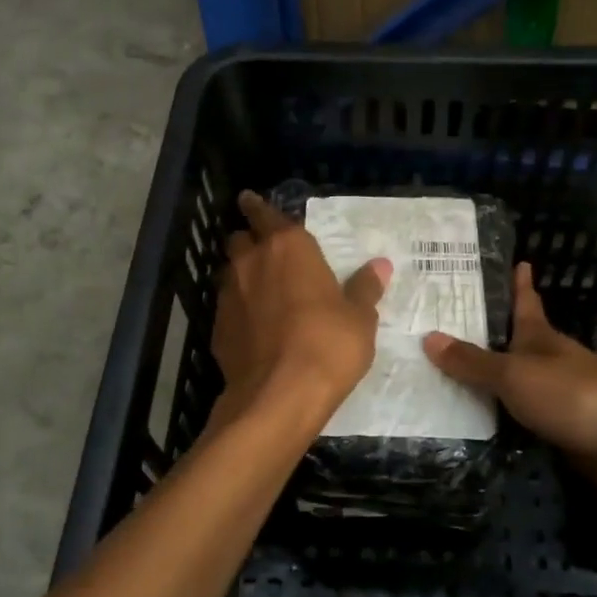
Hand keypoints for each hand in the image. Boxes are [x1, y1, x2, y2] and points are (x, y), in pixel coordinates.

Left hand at [210, 191, 391, 427]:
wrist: (278, 395)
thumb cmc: (328, 345)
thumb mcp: (360, 318)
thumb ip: (365, 288)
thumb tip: (380, 266)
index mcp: (288, 247)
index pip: (265, 213)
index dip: (258, 207)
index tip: (250, 200)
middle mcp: (252, 262)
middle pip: (240, 239)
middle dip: (250, 241)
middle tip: (266, 252)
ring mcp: (228, 295)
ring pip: (230, 273)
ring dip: (242, 276)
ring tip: (261, 291)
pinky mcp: (216, 328)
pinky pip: (226, 308)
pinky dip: (238, 310)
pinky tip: (253, 328)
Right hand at [423, 264, 596, 512]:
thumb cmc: (573, 395)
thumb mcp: (515, 374)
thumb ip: (473, 362)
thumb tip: (428, 337)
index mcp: (540, 338)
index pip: (526, 302)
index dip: (518, 283)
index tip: (514, 261)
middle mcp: (547, 364)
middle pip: (514, 343)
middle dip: (485, 335)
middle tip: (441, 327)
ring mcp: (556, 400)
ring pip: (514, 384)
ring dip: (487, 381)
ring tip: (443, 376)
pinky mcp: (559, 434)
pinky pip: (518, 421)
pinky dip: (497, 419)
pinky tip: (471, 424)